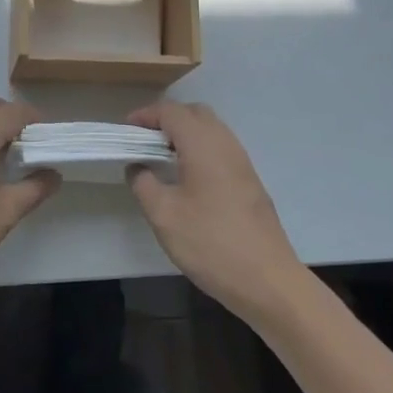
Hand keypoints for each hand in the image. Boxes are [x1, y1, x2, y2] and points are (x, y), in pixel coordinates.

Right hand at [126, 101, 303, 319]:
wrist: (267, 280)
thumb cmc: (210, 243)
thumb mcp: (164, 215)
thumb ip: (143, 184)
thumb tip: (137, 166)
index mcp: (203, 144)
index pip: (171, 112)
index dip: (145, 116)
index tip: (124, 133)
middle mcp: (226, 144)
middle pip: (194, 113)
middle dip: (166, 120)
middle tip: (143, 142)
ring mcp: (242, 162)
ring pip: (211, 130)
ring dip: (185, 134)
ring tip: (161, 159)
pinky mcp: (250, 181)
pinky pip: (221, 148)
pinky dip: (200, 149)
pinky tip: (187, 178)